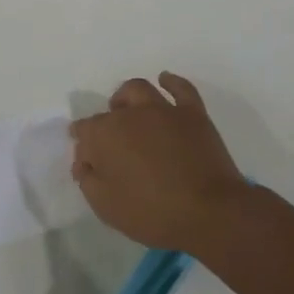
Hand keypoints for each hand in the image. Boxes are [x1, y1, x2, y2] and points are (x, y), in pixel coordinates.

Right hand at [70, 73, 252, 251]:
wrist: (209, 212)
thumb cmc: (152, 212)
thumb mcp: (105, 205)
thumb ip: (87, 179)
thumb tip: (84, 162)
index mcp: (105, 134)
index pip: (84, 131)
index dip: (83, 146)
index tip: (87, 164)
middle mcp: (130, 114)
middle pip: (110, 111)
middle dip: (104, 124)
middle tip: (111, 145)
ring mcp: (164, 111)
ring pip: (139, 90)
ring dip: (127, 97)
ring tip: (128, 111)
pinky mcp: (193, 114)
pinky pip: (181, 89)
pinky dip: (171, 82)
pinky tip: (165, 81)